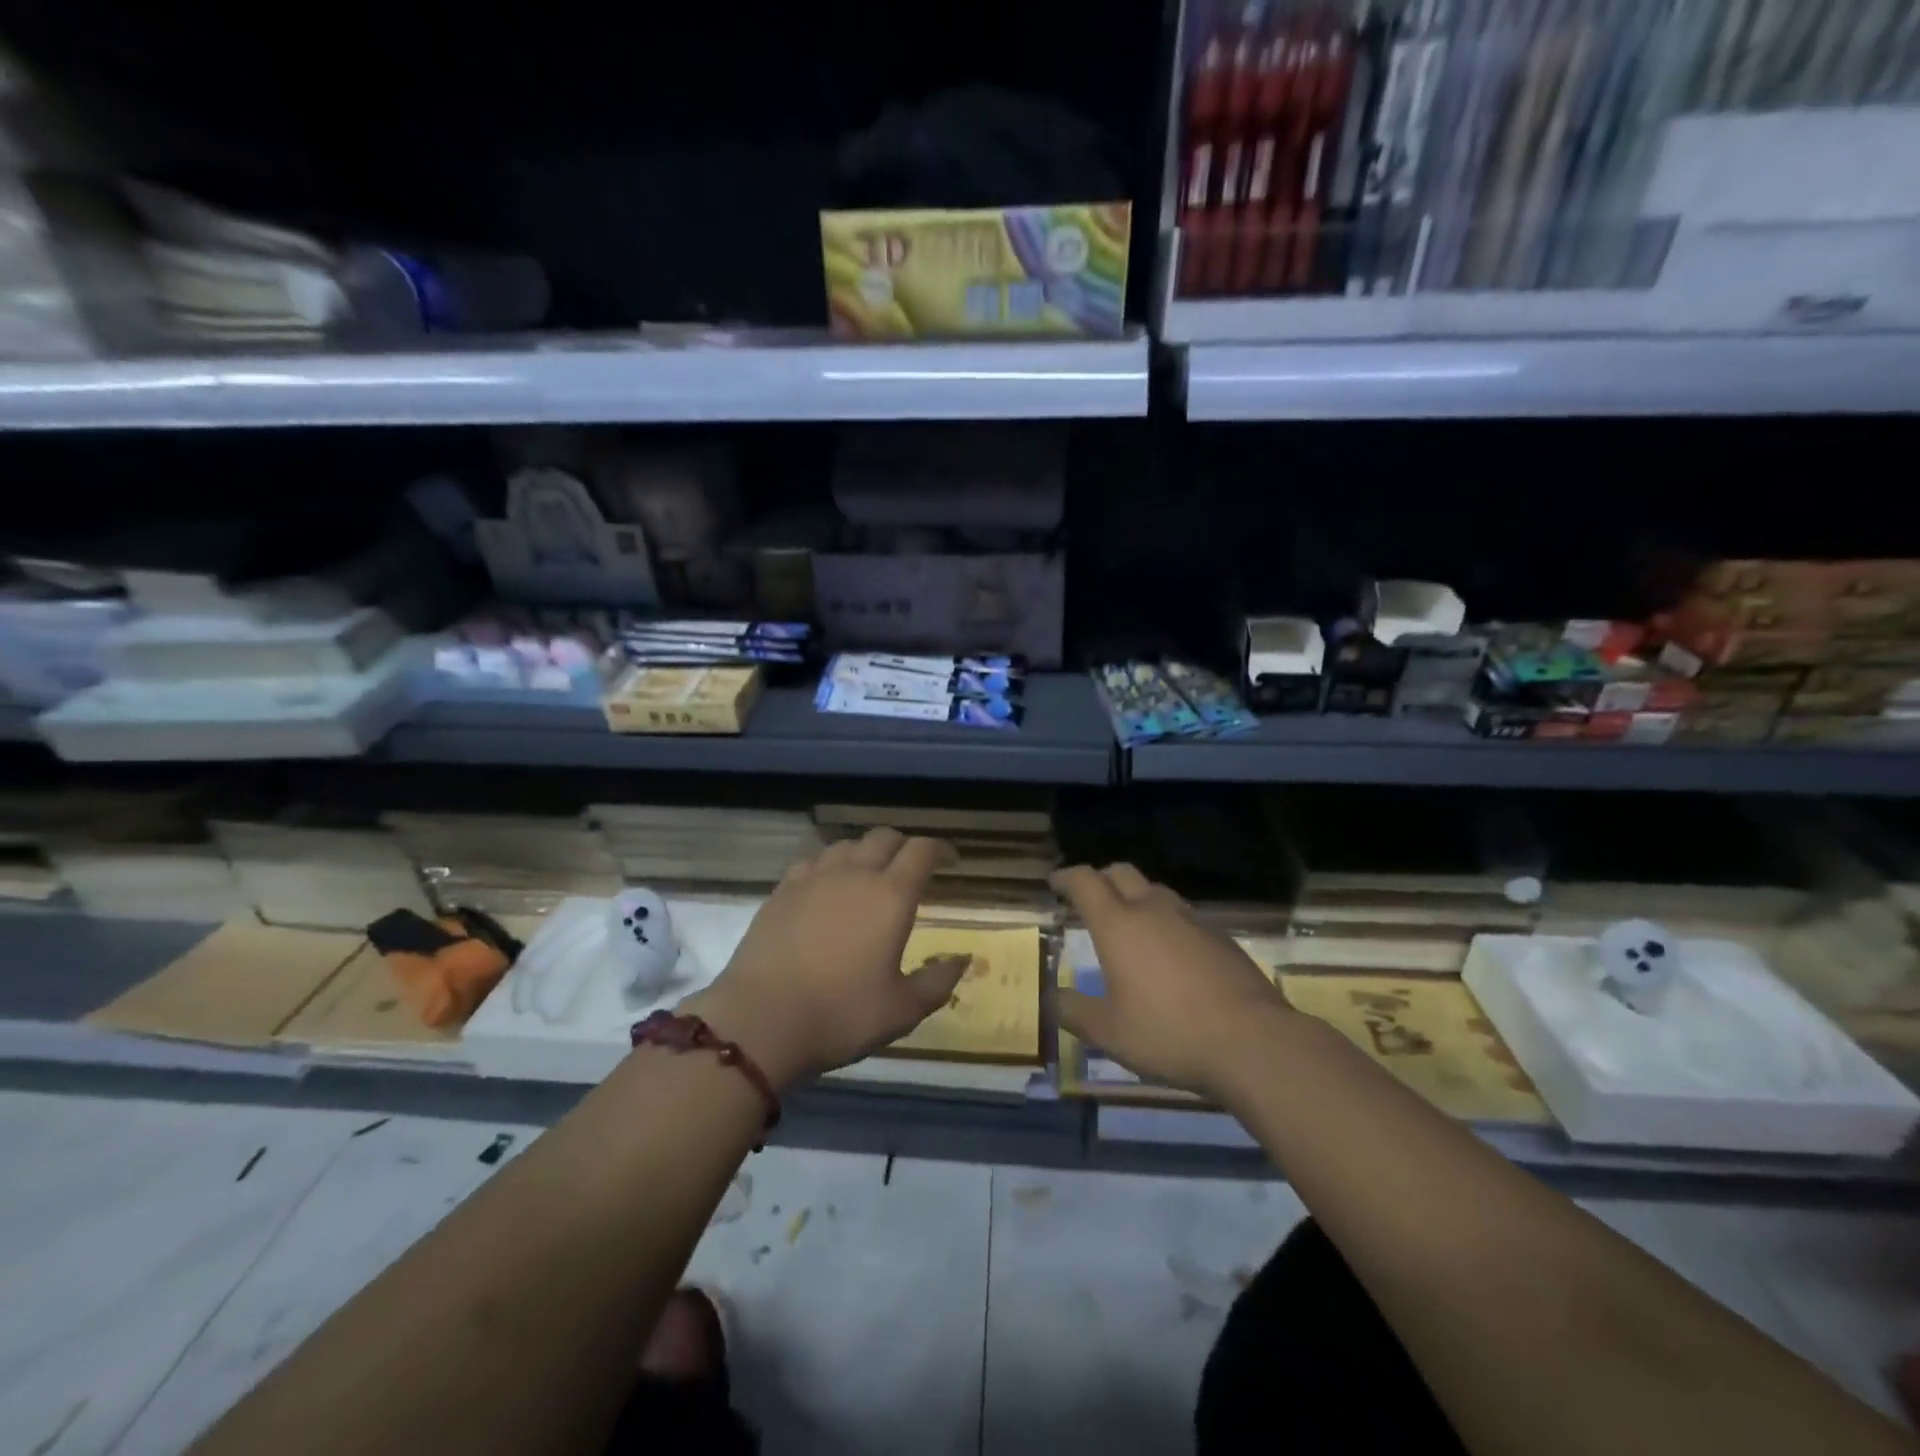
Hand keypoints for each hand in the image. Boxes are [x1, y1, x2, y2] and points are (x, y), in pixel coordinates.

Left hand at [683, 828, 964, 1087]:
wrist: (761, 1019)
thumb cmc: (841, 1014)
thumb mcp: (902, 1010)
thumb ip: (937, 981)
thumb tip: (961, 959)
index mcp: (891, 895)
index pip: (922, 851)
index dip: (940, 849)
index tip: (950, 861)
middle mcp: (854, 874)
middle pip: (883, 837)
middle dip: (903, 846)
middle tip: (910, 869)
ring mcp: (813, 878)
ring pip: (846, 845)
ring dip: (865, 853)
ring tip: (868, 876)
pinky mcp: (781, 891)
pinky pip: (812, 862)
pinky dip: (829, 867)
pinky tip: (825, 889)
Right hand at [1054, 863, 1294, 1102]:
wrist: (1253, 1042)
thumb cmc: (1168, 1032)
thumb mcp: (1108, 1032)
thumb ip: (1075, 1012)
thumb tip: (1054, 998)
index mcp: (1118, 925)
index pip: (1085, 882)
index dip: (1067, 877)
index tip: (1056, 883)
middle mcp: (1154, 910)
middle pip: (1122, 873)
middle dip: (1101, 878)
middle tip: (1089, 896)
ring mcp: (1192, 921)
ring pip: (1156, 892)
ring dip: (1136, 897)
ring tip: (1129, 923)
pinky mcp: (1222, 939)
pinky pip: (1185, 917)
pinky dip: (1167, 923)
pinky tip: (1170, 954)